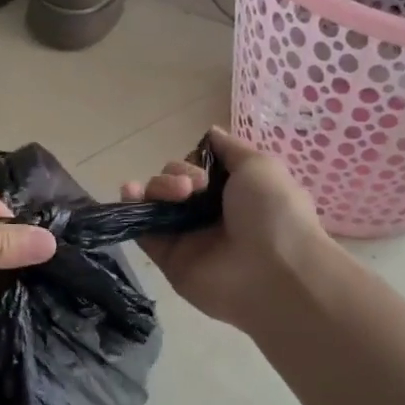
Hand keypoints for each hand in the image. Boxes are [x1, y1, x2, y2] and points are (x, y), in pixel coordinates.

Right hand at [122, 127, 331, 331]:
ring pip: (156, 202)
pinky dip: (132, 208)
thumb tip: (210, 132)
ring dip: (157, 187)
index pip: (198, 170)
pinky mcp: (167, 257)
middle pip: (173, 182)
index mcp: (233, 194)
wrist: (274, 271)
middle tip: (194, 187)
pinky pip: (142, 230)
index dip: (193, 162)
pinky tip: (130, 192)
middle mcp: (207, 214)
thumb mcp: (260, 166)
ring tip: (176, 195)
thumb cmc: (273, 213)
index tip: (203, 168)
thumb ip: (229, 149)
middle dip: (176, 175)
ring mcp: (186, 237)